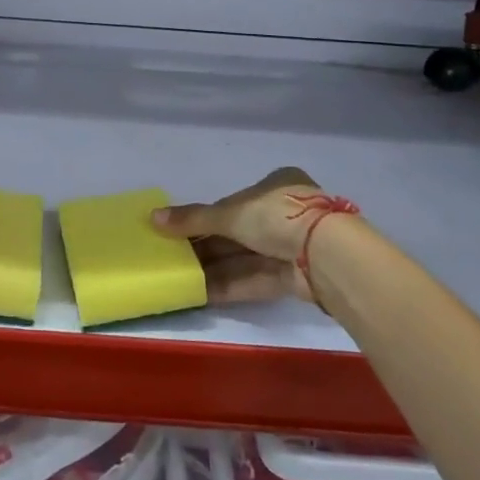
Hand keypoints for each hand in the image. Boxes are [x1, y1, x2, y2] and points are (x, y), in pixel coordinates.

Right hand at [152, 168, 332, 303]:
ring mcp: (291, 247)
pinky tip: (200, 293)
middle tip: (172, 258)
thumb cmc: (278, 216)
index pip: (233, 204)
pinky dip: (229, 285)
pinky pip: (255, 279)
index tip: (179, 233)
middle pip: (237, 233)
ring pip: (244, 258)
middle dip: (206, 247)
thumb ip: (193, 218)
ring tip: (180, 278)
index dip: (205, 219)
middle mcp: (285, 214)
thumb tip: (152, 218)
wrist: (327, 255)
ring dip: (214, 268)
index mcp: (275, 186)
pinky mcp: (294, 278)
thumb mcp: (230, 213)